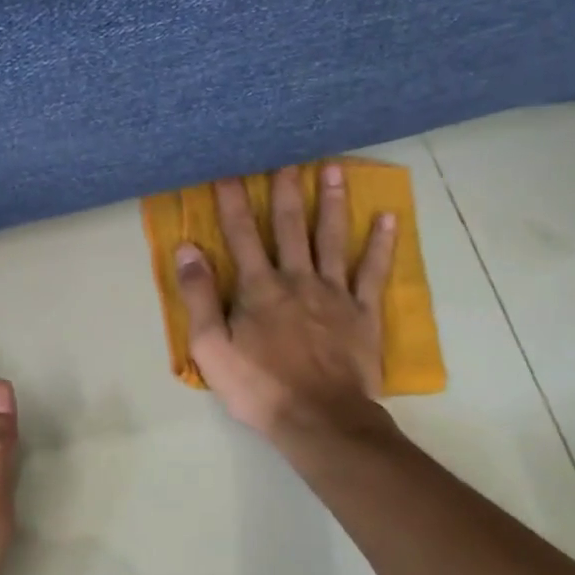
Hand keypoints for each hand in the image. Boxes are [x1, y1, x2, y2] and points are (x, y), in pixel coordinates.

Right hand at [175, 164, 395, 441]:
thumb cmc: (259, 387)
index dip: (232, 201)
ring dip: (332, 201)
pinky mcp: (363, 312)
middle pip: (290, 226)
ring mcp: (334, 293)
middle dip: (286, 189)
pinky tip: (387, 217)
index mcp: (259, 287)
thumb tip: (187, 249)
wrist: (320, 419)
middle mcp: (297, 279)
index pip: (241, 235)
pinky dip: (381, 244)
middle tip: (288, 155)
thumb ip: (198, 296)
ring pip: (332, 238)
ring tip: (334, 168)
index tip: (228, 169)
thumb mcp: (211, 348)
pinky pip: (373, 271)